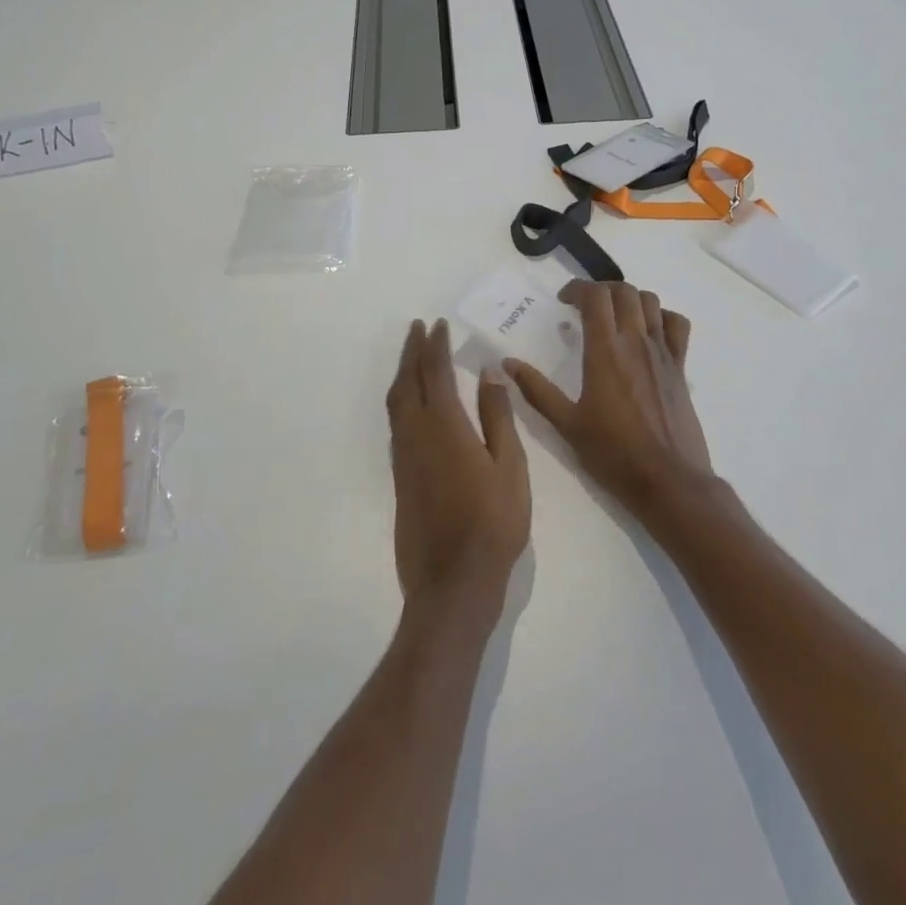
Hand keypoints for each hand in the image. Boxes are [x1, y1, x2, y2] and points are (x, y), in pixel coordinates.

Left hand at [387, 319, 530, 612]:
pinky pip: (395, 423)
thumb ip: (497, 417)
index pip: (435, 373)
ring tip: (411, 356)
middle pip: (407, 381)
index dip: (435, 346)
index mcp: (445, 426)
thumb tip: (488, 373)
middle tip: (417, 328)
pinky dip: (401, 400)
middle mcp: (416, 434)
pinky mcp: (399, 477)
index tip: (437, 324)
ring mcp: (404, 456)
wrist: (452, 580)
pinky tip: (411, 404)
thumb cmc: (493, 523)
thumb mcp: (509, 467)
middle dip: (411, 351)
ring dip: (402, 373)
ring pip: (395, 402)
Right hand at [505, 282, 715, 521]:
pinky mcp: (680, 367)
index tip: (563, 301)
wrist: (668, 480)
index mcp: (605, 351)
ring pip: (651, 302)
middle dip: (601, 290)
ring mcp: (662, 353)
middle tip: (584, 307)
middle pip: (623, 291)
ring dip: (629, 299)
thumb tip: (507, 363)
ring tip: (614, 316)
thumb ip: (536, 390)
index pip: (595, 297)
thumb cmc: (612, 453)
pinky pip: (677, 325)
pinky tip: (649, 332)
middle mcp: (636, 342)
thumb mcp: (566, 424)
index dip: (577, 289)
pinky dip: (662, 317)